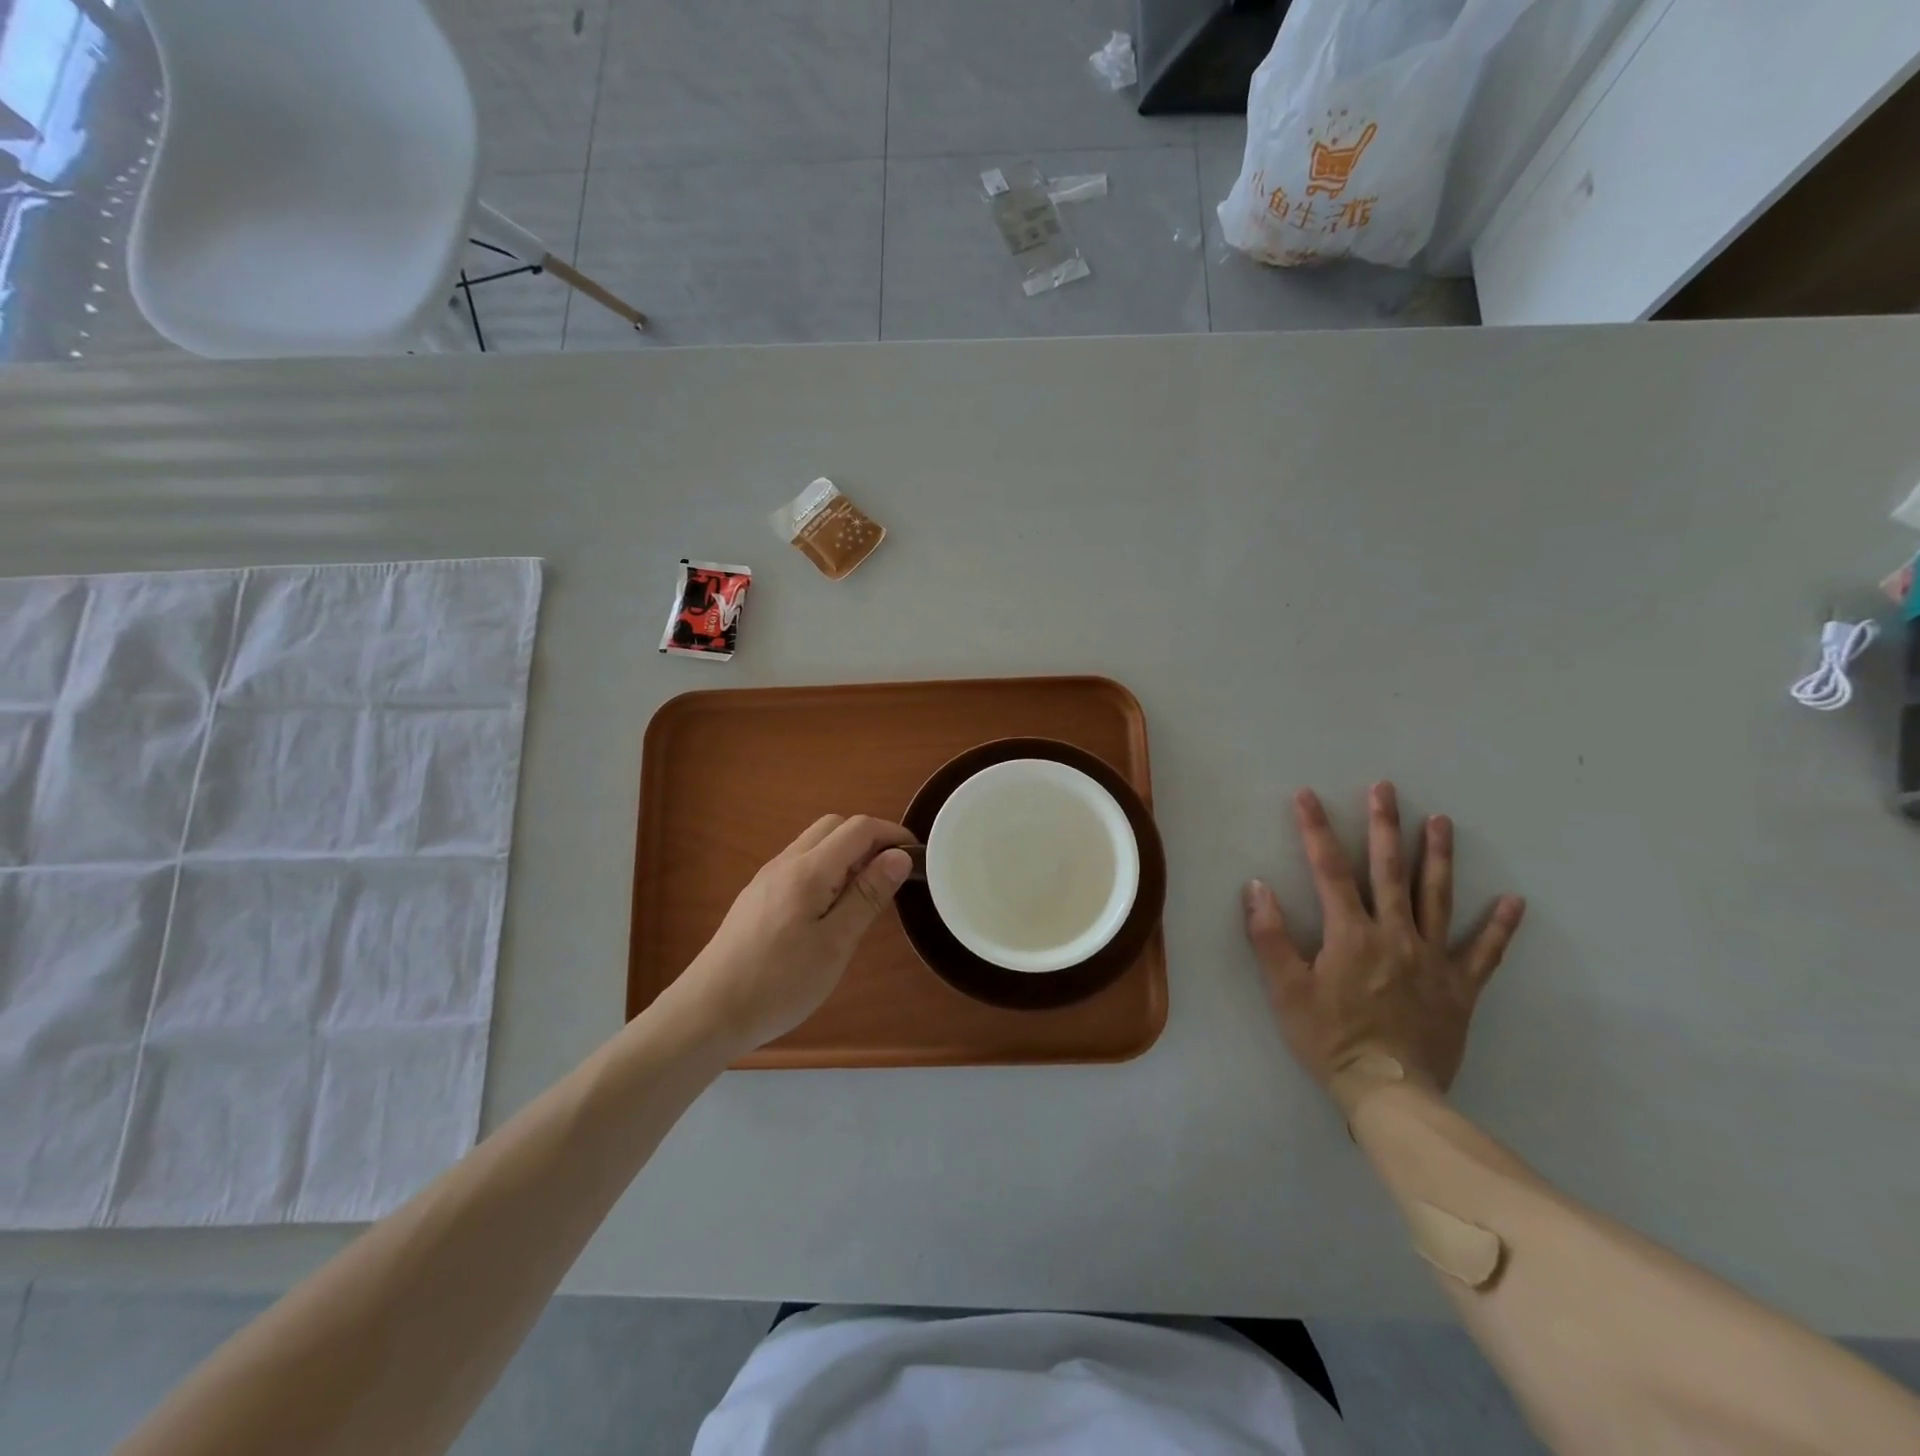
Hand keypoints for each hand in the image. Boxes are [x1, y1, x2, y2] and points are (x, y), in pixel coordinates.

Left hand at [670, 814, 915, 1052]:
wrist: (708, 1011)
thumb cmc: (779, 982)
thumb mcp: (835, 944)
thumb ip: (867, 895)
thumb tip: (899, 855)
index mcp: (808, 870)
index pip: (858, 828)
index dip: (891, 833)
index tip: (916, 856)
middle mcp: (786, 862)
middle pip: (834, 826)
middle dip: (868, 839)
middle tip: (890, 875)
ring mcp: (767, 877)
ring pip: (815, 843)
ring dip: (846, 853)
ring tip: (864, 894)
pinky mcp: (758, 895)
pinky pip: (800, 863)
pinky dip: (826, 868)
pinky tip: (829, 908)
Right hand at [1243, 783, 1524, 1112]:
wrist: (1389, 1093)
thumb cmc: (1329, 1039)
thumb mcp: (1284, 989)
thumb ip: (1269, 935)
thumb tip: (1256, 886)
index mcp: (1350, 934)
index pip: (1329, 869)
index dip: (1316, 829)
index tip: (1307, 795)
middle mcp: (1395, 935)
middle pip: (1389, 870)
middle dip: (1385, 825)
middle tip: (1386, 788)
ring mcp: (1433, 959)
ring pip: (1437, 897)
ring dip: (1438, 856)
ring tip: (1441, 821)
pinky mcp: (1460, 987)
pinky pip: (1484, 953)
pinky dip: (1498, 927)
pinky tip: (1513, 901)